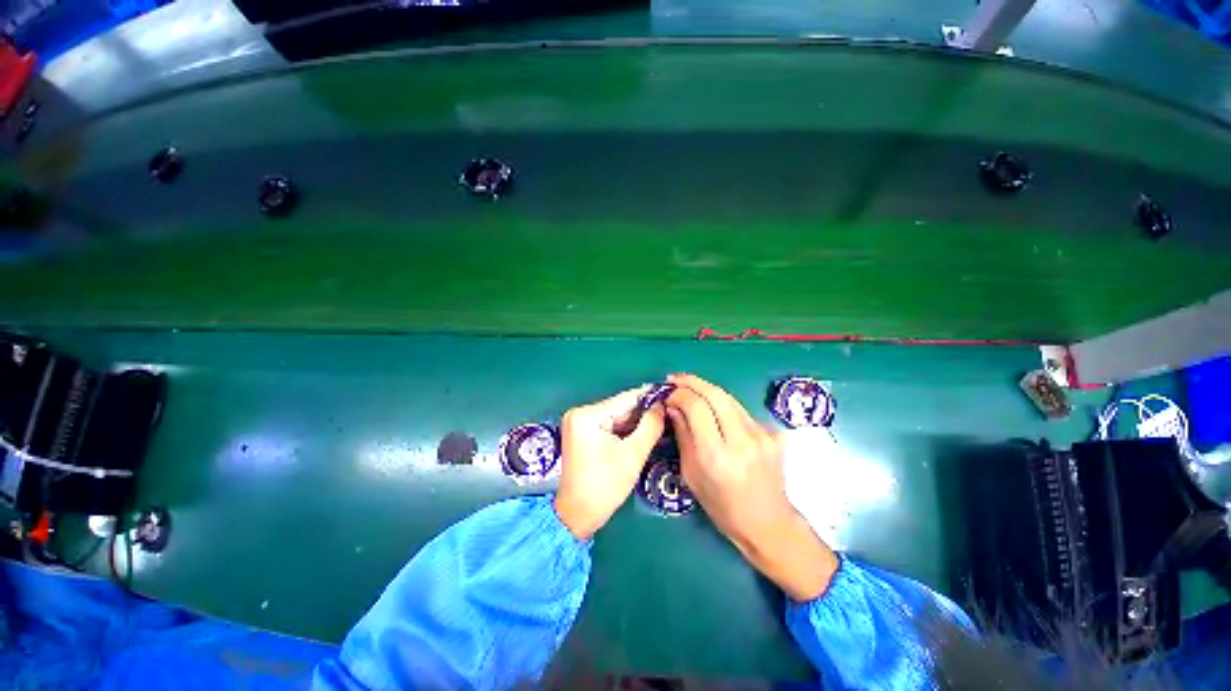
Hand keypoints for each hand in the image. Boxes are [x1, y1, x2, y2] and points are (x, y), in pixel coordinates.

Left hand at [554, 386, 665, 540]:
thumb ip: (651, 426)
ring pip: (616, 417)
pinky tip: (644, 432)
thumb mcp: (633, 455)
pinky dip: (625, 430)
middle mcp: (580, 413)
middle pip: (619, 408)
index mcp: (587, 415)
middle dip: (644, 412)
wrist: (577, 516)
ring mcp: (579, 423)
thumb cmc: (605, 486)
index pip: (625, 399)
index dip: (649, 397)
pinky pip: (609, 426)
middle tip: (669, 412)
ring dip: (636, 422)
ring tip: (661, 421)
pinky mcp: (582, 433)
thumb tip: (661, 405)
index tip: (671, 395)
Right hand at [665, 374, 838, 600]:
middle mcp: (742, 441)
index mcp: (717, 456)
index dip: (679, 394)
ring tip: (689, 387)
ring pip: (729, 398)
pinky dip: (722, 404)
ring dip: (706, 389)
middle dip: (691, 382)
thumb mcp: (691, 474)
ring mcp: (762, 435)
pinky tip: (712, 408)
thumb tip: (672, 406)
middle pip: (715, 394)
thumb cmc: (722, 506)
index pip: (696, 407)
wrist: (768, 523)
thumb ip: (683, 435)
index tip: (667, 393)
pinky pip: (741, 410)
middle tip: (675, 380)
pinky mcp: (773, 434)